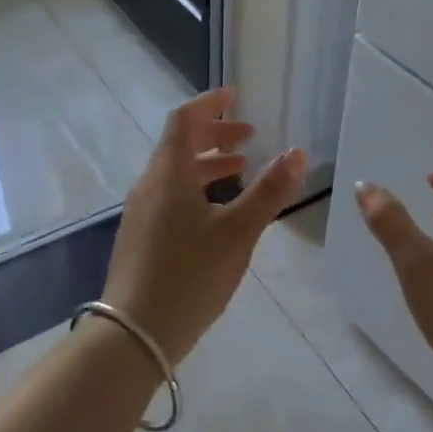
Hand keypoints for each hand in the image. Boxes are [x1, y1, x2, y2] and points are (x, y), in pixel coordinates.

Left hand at [101, 88, 304, 366]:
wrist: (133, 336)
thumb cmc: (189, 275)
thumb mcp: (238, 232)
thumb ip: (269, 191)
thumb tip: (299, 152)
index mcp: (169, 174)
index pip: (184, 120)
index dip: (209, 103)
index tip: (235, 95)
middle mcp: (150, 185)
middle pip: (179, 144)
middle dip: (214, 133)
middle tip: (249, 135)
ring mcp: (142, 213)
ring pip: (176, 172)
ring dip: (208, 163)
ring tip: (242, 169)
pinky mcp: (142, 237)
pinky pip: (171, 195)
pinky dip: (198, 187)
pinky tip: (219, 211)